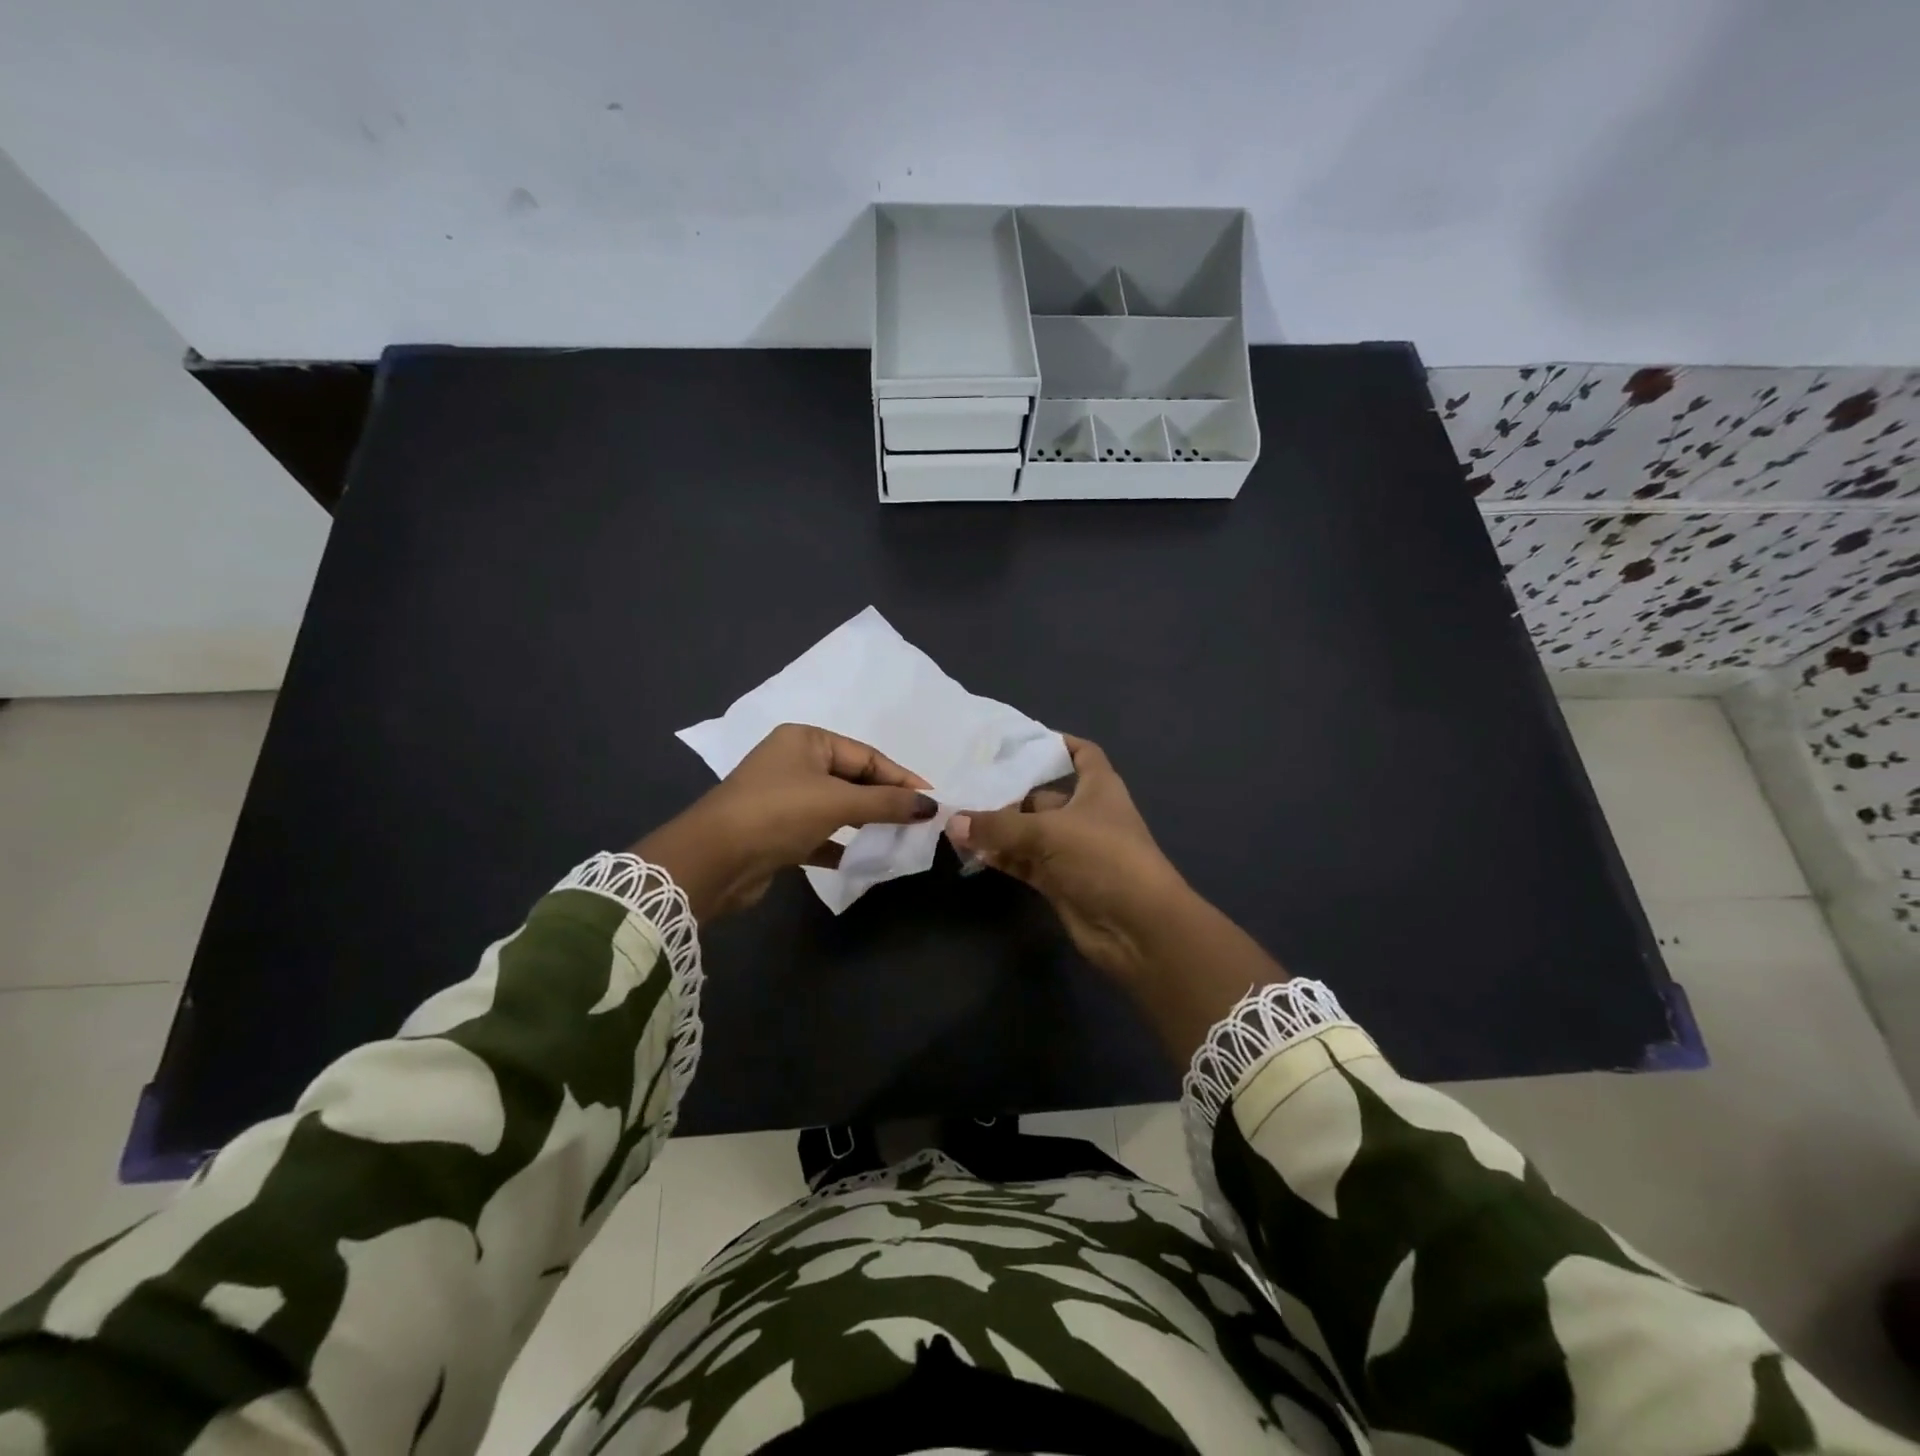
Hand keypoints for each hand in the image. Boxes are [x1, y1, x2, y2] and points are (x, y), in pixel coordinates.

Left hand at [634, 724, 936, 920]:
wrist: (712, 861)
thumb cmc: (778, 813)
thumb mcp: (837, 802)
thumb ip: (886, 803)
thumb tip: (930, 806)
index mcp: (806, 740)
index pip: (866, 756)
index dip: (901, 778)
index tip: (932, 801)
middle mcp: (794, 763)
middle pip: (853, 780)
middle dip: (885, 801)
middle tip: (918, 822)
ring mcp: (784, 797)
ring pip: (837, 807)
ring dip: (866, 823)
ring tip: (899, 839)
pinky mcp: (777, 832)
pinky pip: (821, 833)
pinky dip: (842, 845)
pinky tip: (864, 859)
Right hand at [946, 736, 1188, 982]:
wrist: (1137, 927)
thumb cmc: (1103, 858)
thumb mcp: (1049, 832)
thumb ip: (998, 826)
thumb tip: (952, 821)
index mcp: (1098, 788)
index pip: (1082, 754)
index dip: (1058, 744)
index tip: (1021, 740)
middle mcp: (1084, 815)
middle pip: (1042, 795)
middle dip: (1008, 791)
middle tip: (964, 784)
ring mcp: (1071, 850)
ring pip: (1028, 831)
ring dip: (998, 828)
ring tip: (956, 816)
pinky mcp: (1058, 881)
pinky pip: (1023, 861)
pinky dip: (1001, 856)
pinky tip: (970, 850)